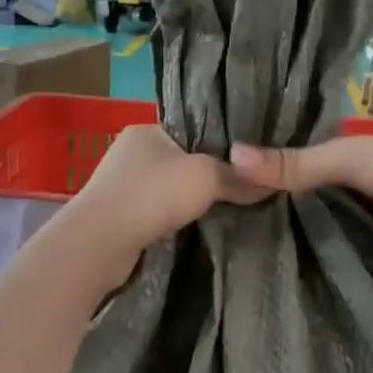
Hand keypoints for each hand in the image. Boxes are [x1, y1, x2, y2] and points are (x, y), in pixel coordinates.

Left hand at [59, 125, 266, 285]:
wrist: (101, 243)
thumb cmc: (151, 195)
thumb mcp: (206, 177)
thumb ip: (238, 177)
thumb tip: (270, 181)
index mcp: (147, 130)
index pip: (192, 130)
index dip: (222, 144)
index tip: (250, 160)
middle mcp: (131, 153)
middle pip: (182, 161)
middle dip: (209, 176)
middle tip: (247, 189)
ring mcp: (122, 186)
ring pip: (170, 190)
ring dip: (191, 201)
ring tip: (230, 210)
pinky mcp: (120, 217)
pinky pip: (158, 214)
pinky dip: (176, 221)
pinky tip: (199, 229)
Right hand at [228, 137, 372, 264]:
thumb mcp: (348, 159)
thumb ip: (294, 164)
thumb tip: (230, 156)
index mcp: (345, 146)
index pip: (292, 153)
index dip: (261, 163)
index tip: (217, 174)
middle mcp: (350, 179)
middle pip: (301, 190)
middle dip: (269, 199)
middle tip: (219, 213)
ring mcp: (361, 212)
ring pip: (314, 219)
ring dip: (287, 227)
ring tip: (234, 238)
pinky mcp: (370, 244)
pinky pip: (332, 245)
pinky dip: (310, 250)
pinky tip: (275, 258)